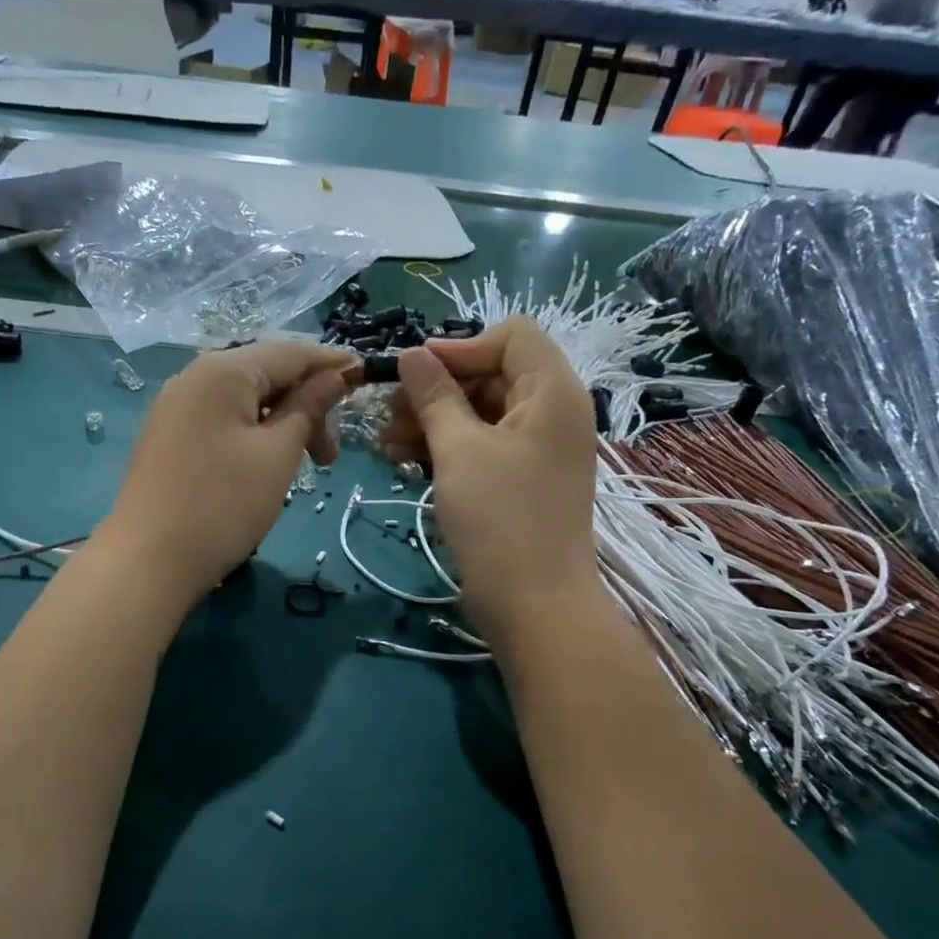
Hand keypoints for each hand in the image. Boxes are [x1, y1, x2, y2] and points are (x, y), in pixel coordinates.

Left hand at [103, 342, 354, 603]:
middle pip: (267, 375)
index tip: (367, 382)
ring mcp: (176, 408)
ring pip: (245, 401)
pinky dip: (254, 435)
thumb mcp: (277, 454)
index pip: (291, 352)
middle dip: (307, 407)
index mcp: (223, 371)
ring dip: (283, 425)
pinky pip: (222, 421)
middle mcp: (194, 377)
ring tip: (303, 467)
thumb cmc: (223, 504)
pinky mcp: (168, 437)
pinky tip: (266, 465)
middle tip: (330, 457)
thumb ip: (309, 407)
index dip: (332, 365)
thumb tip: (335, 374)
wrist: (148, 561)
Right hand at [381, 318, 598, 644]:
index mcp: (552, 391)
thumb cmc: (499, 517)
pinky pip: (482, 446)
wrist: (533, 603)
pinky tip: (404, 461)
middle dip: (436, 389)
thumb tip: (412, 353)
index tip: (415, 373)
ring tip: (386, 443)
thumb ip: (434, 395)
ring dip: (432, 421)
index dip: (460, 347)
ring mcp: (537, 449)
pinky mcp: (521, 480)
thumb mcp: (459, 449)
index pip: (511, 336)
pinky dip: (446, 448)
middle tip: (388, 414)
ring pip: (480, 413)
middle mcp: (551, 412)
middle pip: (491, 375)